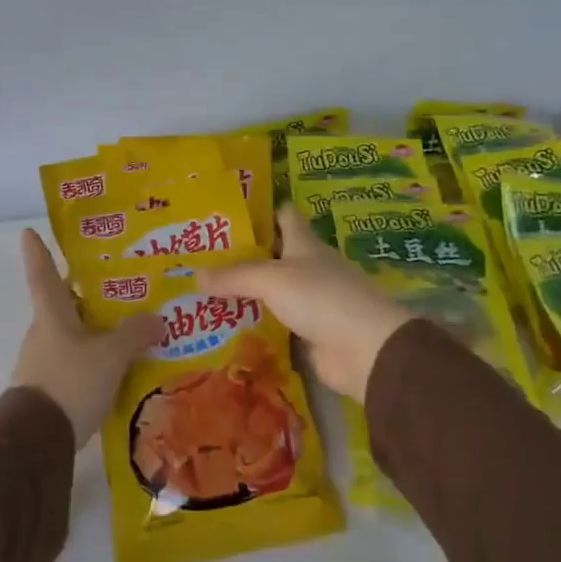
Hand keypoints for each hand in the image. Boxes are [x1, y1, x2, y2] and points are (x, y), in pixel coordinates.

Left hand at [10, 229, 159, 449]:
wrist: (36, 441)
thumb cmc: (70, 382)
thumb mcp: (110, 356)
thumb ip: (134, 334)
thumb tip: (158, 318)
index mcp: (51, 314)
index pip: (42, 273)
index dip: (37, 251)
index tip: (28, 231)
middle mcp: (43, 332)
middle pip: (62, 304)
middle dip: (84, 294)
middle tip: (115, 284)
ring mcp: (43, 362)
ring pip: (71, 335)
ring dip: (93, 330)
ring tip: (127, 327)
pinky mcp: (48, 389)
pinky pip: (74, 363)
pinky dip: (93, 359)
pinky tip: (117, 367)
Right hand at [197, 205, 412, 401]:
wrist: (365, 350)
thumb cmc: (321, 297)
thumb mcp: (272, 279)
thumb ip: (235, 276)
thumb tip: (194, 274)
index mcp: (305, 244)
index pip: (284, 216)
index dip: (261, 211)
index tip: (228, 211)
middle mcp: (309, 268)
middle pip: (274, 255)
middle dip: (243, 255)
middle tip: (202, 256)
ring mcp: (311, 302)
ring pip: (272, 292)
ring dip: (246, 293)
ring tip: (204, 292)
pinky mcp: (309, 333)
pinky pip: (275, 324)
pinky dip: (255, 324)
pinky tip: (226, 326)